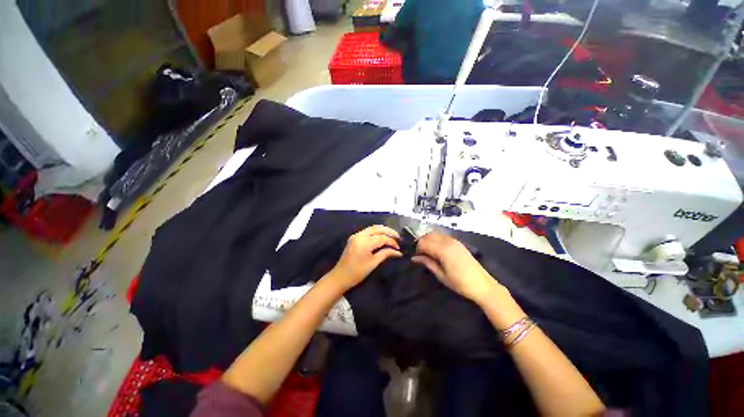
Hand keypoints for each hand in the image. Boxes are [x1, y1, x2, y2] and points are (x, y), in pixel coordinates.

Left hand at [327, 225, 402, 291]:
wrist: (340, 277)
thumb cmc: (357, 273)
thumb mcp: (373, 263)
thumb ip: (385, 254)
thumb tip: (398, 252)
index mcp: (364, 243)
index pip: (382, 238)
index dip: (392, 242)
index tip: (399, 248)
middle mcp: (359, 235)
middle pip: (377, 228)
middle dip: (389, 231)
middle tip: (398, 237)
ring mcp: (356, 235)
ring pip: (372, 228)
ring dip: (383, 230)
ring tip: (392, 236)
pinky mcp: (354, 237)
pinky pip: (368, 231)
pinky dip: (376, 232)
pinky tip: (382, 236)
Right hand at [413, 233, 501, 304]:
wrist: (482, 285)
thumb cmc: (460, 283)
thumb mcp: (441, 275)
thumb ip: (427, 263)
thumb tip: (414, 257)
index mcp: (442, 250)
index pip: (423, 243)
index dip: (417, 249)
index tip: (417, 258)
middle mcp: (447, 241)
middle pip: (427, 236)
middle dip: (421, 243)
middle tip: (421, 255)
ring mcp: (454, 240)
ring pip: (434, 234)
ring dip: (428, 240)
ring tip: (428, 253)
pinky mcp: (458, 242)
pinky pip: (442, 236)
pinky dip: (436, 239)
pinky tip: (437, 250)